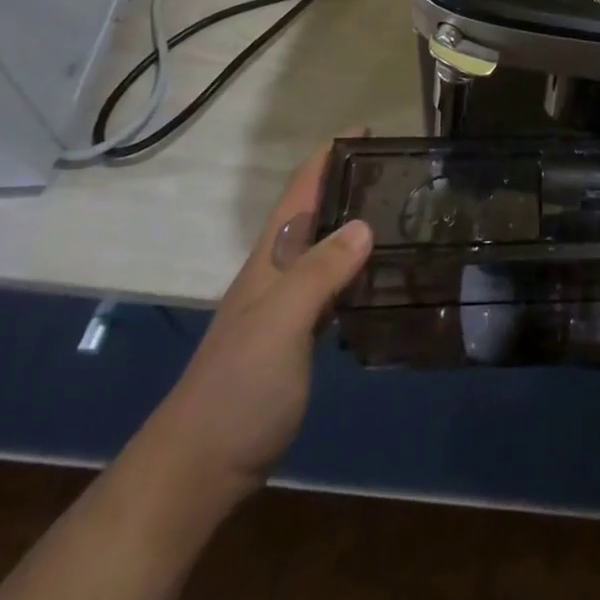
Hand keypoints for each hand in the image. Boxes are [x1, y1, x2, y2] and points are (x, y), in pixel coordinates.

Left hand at [134, 137, 373, 498]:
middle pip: (315, 214)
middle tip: (400, 170)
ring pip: (326, 250)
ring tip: (401, 212)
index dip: (328, 156)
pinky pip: (334, 287)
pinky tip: (381, 275)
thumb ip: (321, 272)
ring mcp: (285, 308)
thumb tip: (365, 224)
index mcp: (271, 259)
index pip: (300, 192)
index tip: (367, 129)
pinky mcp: (296, 339)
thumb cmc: (239, 387)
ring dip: (355, 225)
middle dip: (348, 184)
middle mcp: (278, 274)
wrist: (198, 469)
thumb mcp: (281, 322)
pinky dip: (357, 270)